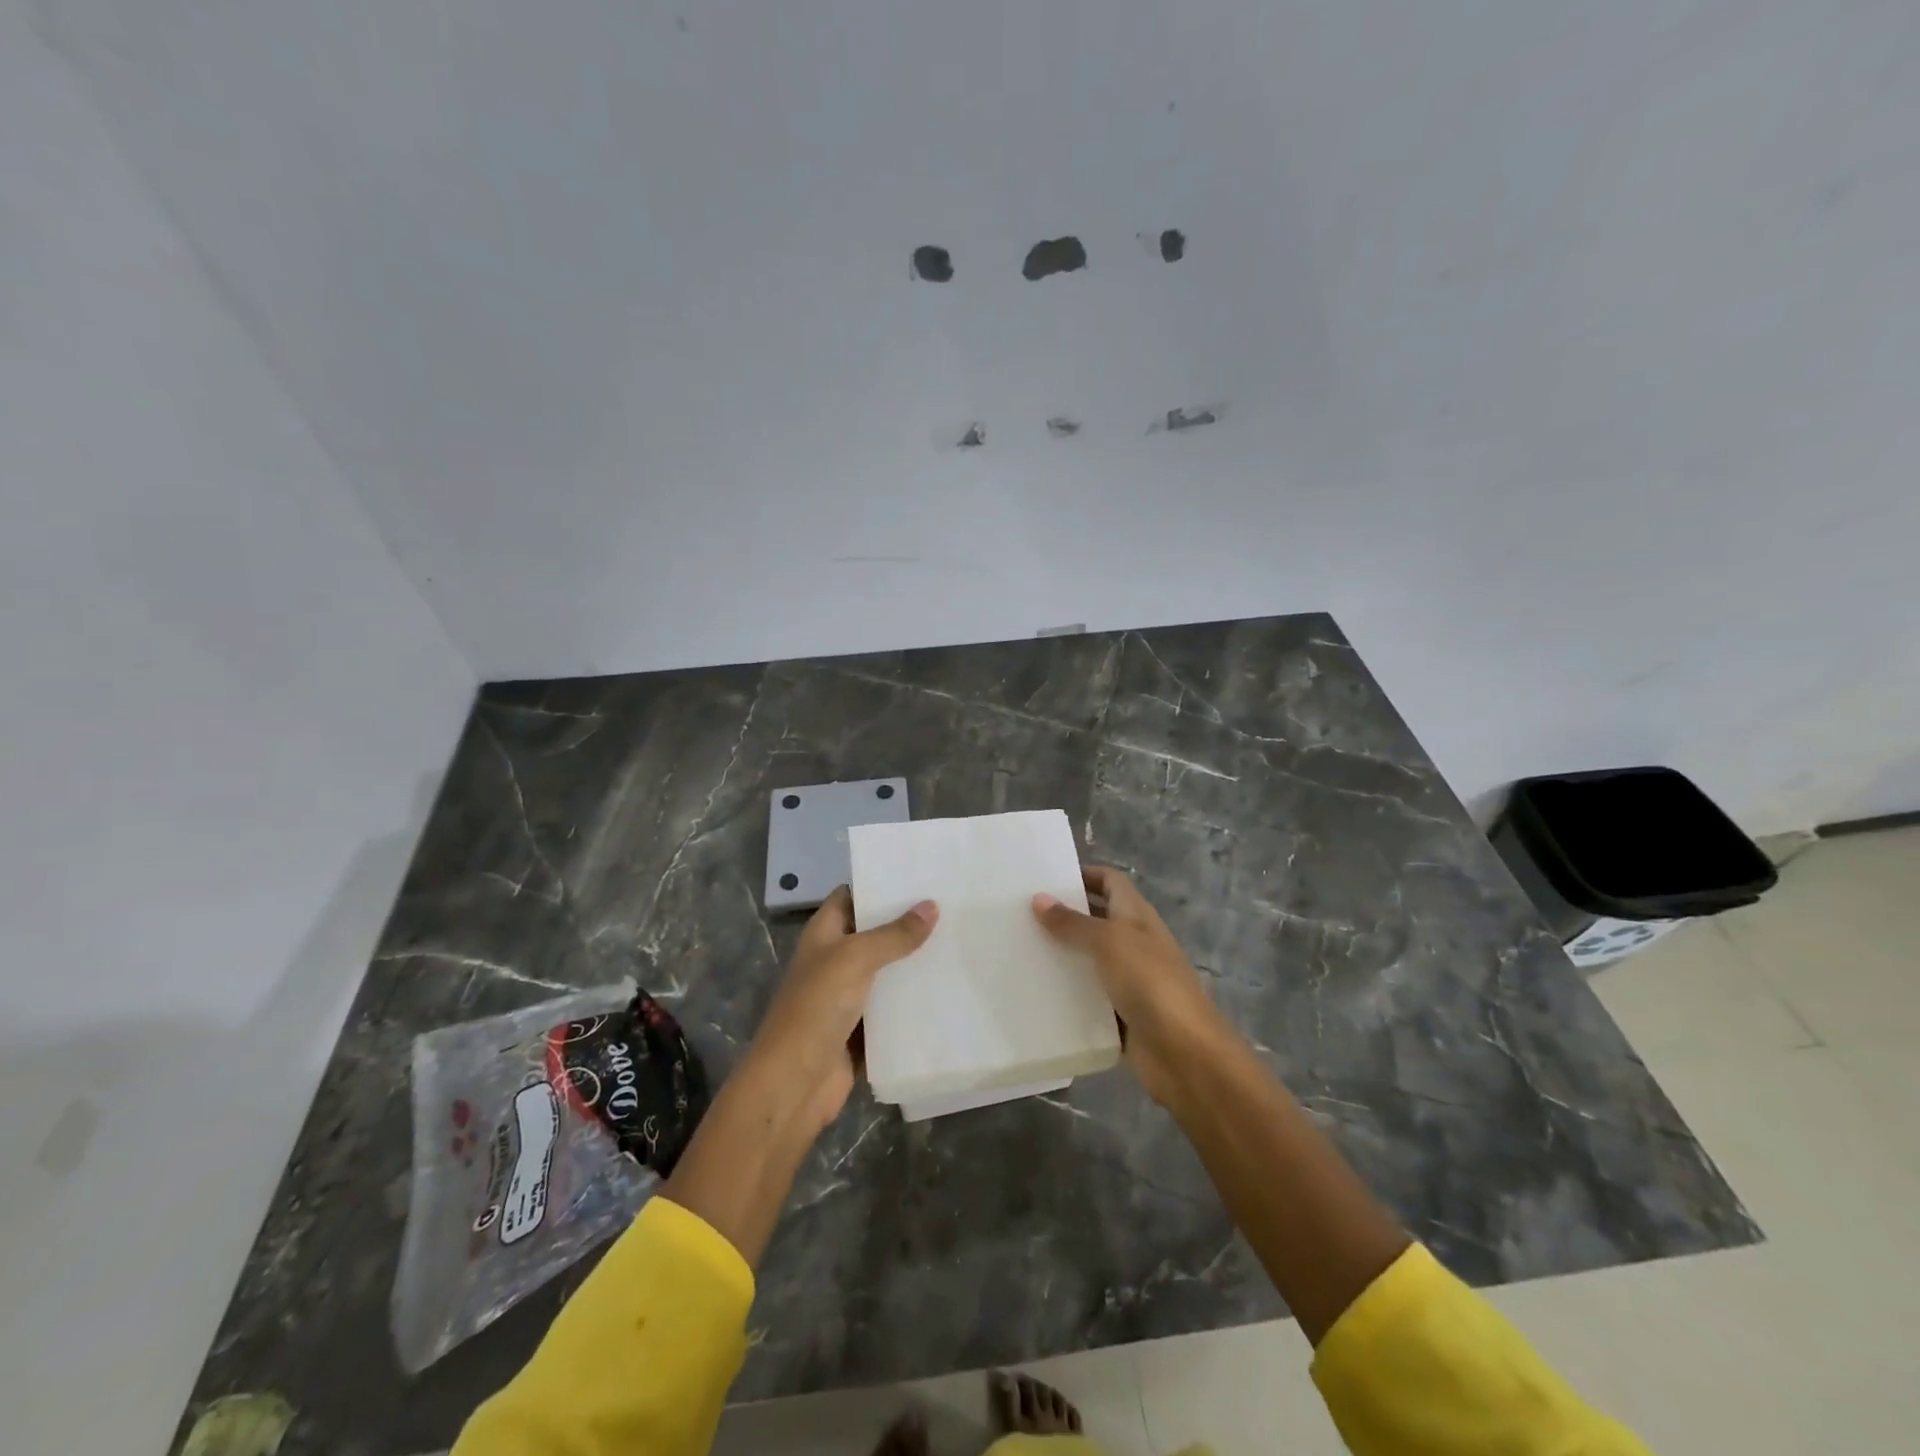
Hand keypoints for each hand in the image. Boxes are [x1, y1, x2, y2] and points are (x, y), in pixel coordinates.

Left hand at [739, 885, 936, 1133]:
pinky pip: (893, 1008)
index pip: (852, 896)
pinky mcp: (862, 1029)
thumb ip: (893, 934)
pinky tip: (949, 988)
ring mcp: (848, 996)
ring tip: (959, 940)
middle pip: (874, 933)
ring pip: (887, 971)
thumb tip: (931, 906)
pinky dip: (914, 1001)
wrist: (794, 1083)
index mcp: (824, 934)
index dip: (879, 883)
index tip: (919, 874)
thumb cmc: (816, 1008)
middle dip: (907, 922)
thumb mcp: (854, 959)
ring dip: (914, 961)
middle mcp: (835, 960)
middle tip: (952, 906)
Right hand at [1033, 866, 1230, 1108]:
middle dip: (1063, 914)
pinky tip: (1034, 991)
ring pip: (1088, 959)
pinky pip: (1087, 997)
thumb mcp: (1109, 942)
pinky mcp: (1119, 1014)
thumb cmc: (1150, 983)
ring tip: (1018, 949)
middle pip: (1096, 918)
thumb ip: (1073, 923)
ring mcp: (1128, 980)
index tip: (1044, 878)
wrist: (1185, 1053)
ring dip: (1060, 955)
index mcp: (1137, 916)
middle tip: (1019, 913)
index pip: (1110, 882)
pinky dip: (1066, 993)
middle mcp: (1133, 942)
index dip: (1083, 874)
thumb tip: (1039, 898)